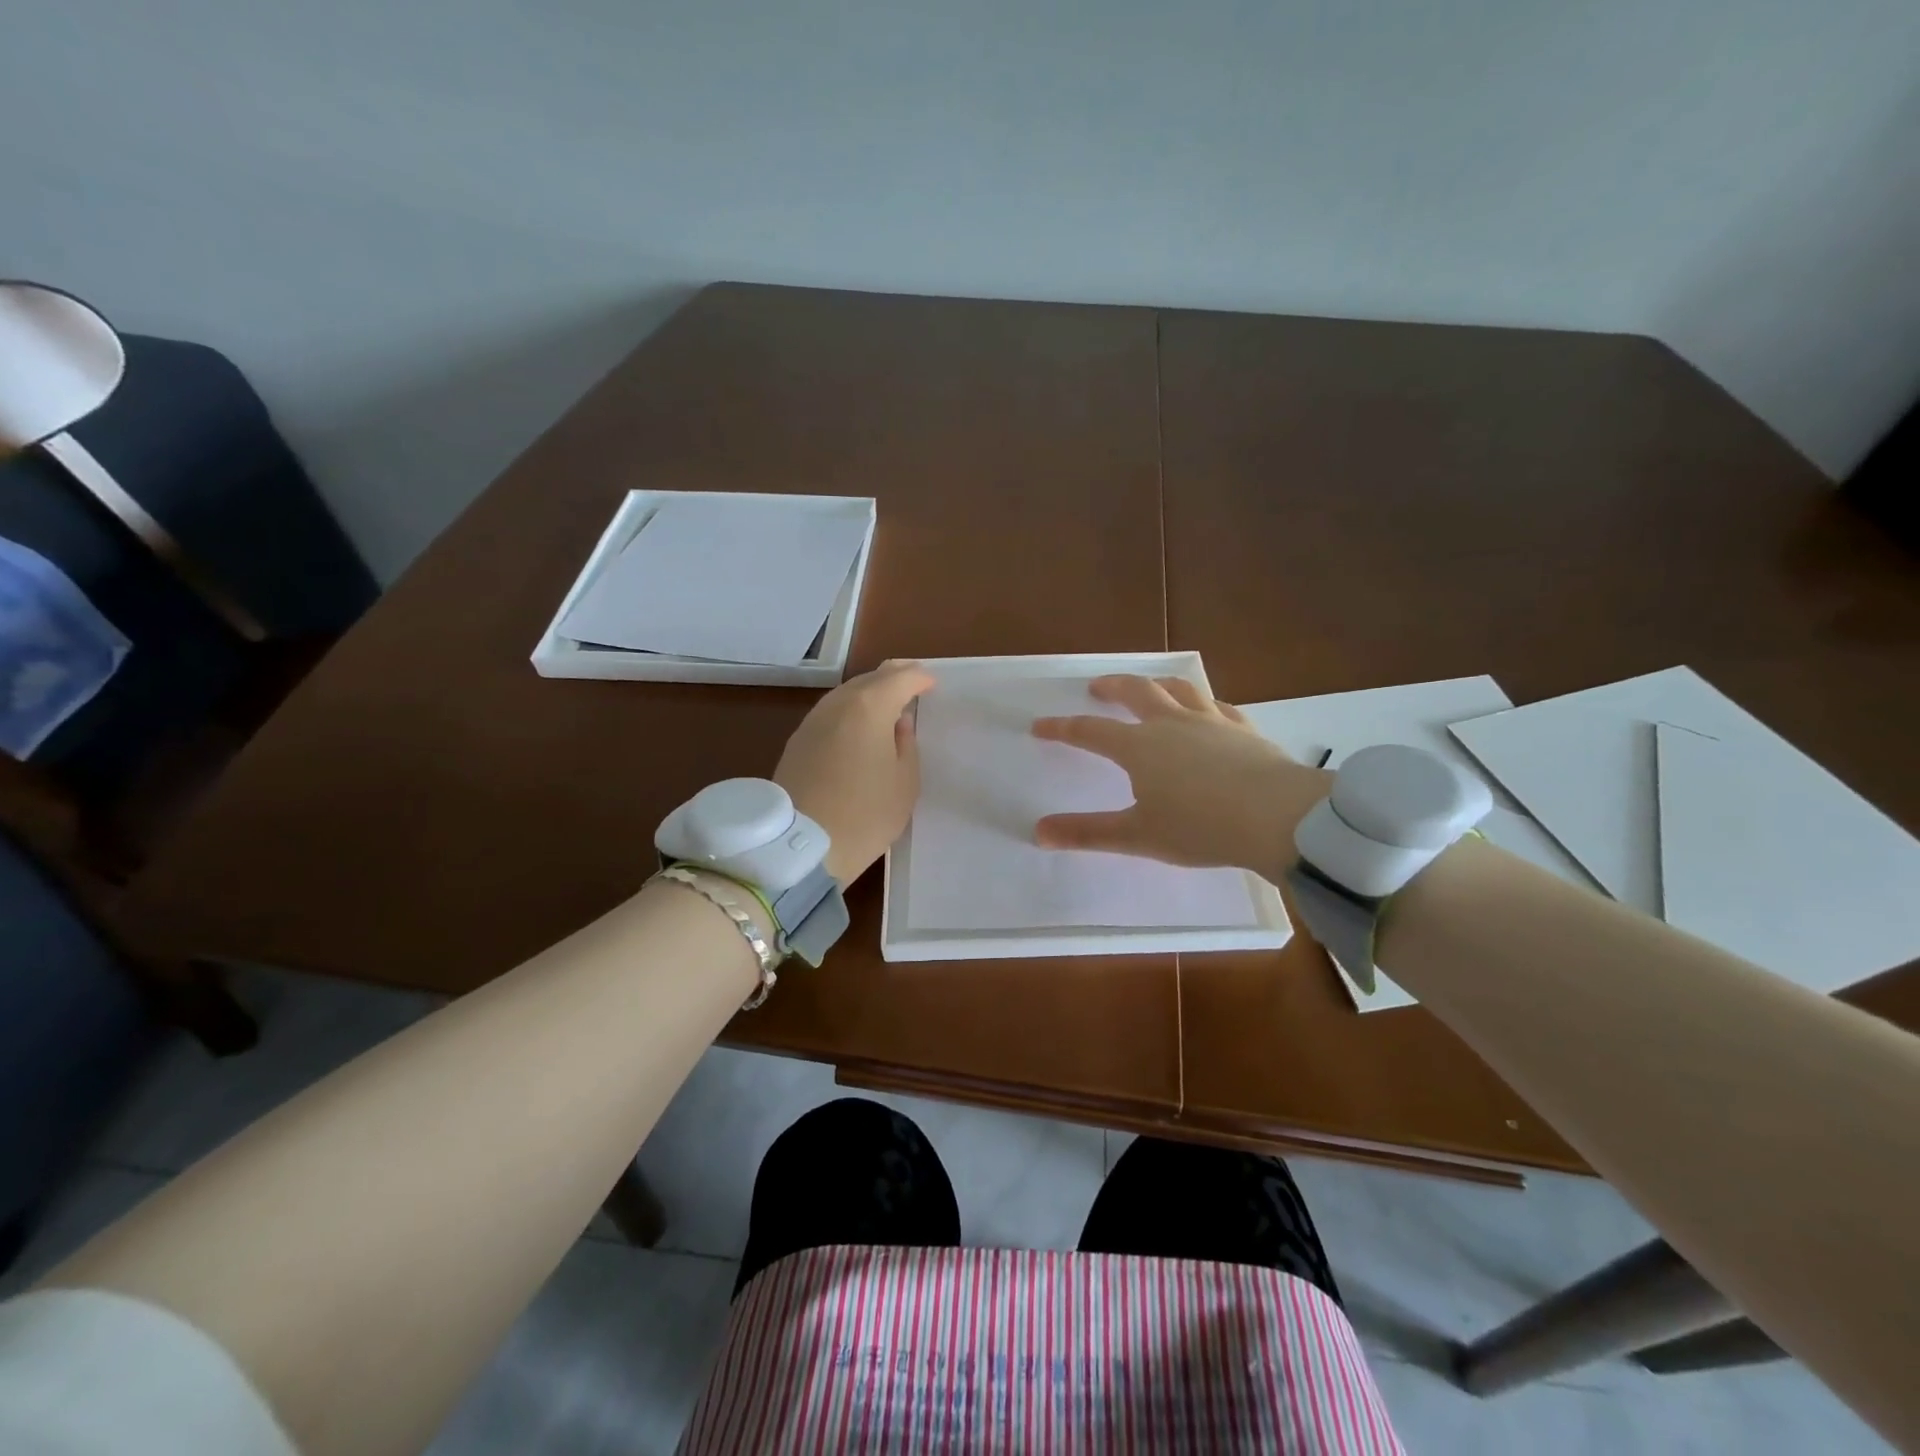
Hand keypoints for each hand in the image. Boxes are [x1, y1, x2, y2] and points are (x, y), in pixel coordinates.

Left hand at [775, 660, 934, 884]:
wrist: (802, 846)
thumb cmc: (865, 813)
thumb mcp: (905, 782)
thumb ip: (907, 744)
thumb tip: (898, 723)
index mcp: (869, 707)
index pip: (899, 678)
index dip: (919, 678)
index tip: (931, 683)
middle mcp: (837, 704)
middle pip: (869, 679)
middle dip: (892, 677)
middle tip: (911, 682)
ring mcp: (812, 721)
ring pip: (846, 694)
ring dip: (868, 693)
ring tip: (886, 704)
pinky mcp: (797, 742)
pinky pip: (831, 714)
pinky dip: (850, 711)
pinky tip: (858, 727)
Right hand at [1031, 675, 1331, 880]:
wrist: (1277, 817)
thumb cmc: (1199, 827)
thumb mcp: (1137, 836)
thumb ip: (1088, 833)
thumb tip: (1038, 832)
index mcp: (1139, 747)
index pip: (1090, 731)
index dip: (1063, 728)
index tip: (1040, 726)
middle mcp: (1171, 724)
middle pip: (1136, 692)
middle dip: (1111, 687)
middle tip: (1096, 687)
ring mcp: (1211, 722)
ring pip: (1179, 690)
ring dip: (1158, 684)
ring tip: (1150, 686)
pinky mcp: (1244, 730)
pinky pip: (1219, 707)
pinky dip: (1205, 704)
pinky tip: (1208, 711)